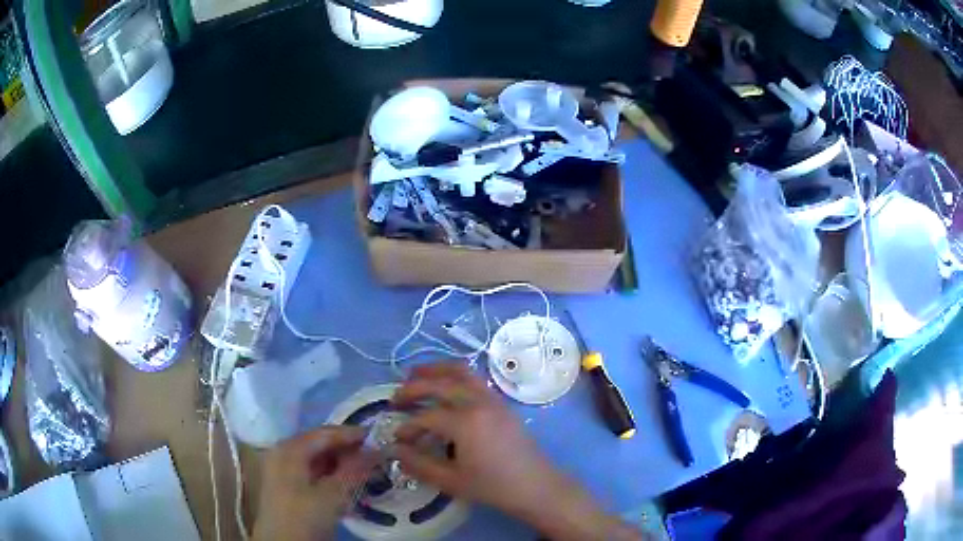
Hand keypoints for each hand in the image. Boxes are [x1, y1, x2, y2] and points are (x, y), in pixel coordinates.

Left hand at [253, 426, 372, 540]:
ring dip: (339, 463)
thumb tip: (376, 450)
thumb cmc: (305, 517)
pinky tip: (345, 482)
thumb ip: (354, 470)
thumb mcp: (333, 495)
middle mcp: (282, 452)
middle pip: (318, 444)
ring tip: (365, 469)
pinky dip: (329, 474)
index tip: (378, 437)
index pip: (325, 433)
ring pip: (315, 459)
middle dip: (346, 449)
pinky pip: (310, 471)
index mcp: (290, 449)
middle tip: (374, 455)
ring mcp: (280, 469)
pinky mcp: (284, 486)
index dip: (352, 434)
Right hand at [392, 363, 645, 540]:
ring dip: (435, 370)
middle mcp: (478, 402)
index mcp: (465, 422)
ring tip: (414, 375)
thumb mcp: (452, 481)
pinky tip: (445, 388)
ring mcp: (492, 399)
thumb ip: (420, 464)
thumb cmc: (494, 486)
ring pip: (460, 372)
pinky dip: (454, 376)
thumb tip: (395, 450)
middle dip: (413, 388)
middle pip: (439, 384)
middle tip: (395, 399)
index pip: (426, 416)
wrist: (536, 485)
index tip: (397, 438)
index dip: (407, 426)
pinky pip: (474, 379)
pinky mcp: (501, 403)